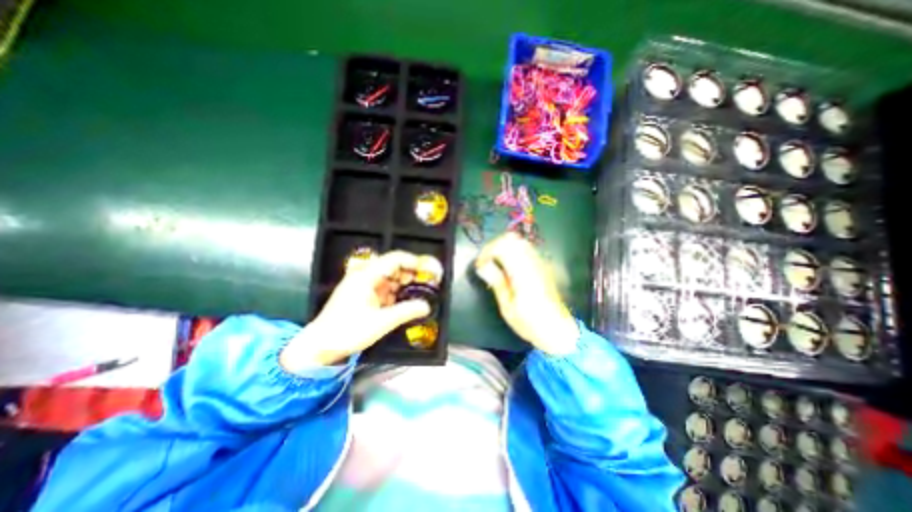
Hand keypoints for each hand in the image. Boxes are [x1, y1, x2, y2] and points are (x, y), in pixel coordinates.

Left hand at [279, 250, 435, 369]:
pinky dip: (396, 293)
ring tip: (419, 292)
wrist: (319, 347)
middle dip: (411, 274)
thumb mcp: (381, 322)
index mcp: (366, 276)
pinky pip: (384, 288)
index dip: (414, 262)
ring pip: (389, 278)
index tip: (428, 270)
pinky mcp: (362, 295)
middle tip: (427, 283)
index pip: (394, 259)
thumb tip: (426, 306)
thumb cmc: (348, 332)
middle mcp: (364, 276)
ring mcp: (362, 285)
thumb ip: (406, 311)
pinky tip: (405, 301)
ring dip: (404, 284)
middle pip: (393, 267)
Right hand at [473, 232, 580, 356]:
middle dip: (494, 246)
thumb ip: (496, 282)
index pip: (503, 247)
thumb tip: (482, 266)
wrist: (557, 329)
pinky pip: (525, 249)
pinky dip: (512, 251)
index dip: (487, 252)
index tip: (479, 266)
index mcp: (523, 273)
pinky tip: (508, 266)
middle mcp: (533, 263)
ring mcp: (539, 263)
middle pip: (512, 240)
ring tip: (494, 264)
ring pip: (519, 242)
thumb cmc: (530, 323)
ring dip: (503, 248)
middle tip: (485, 263)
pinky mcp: (542, 266)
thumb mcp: (507, 307)